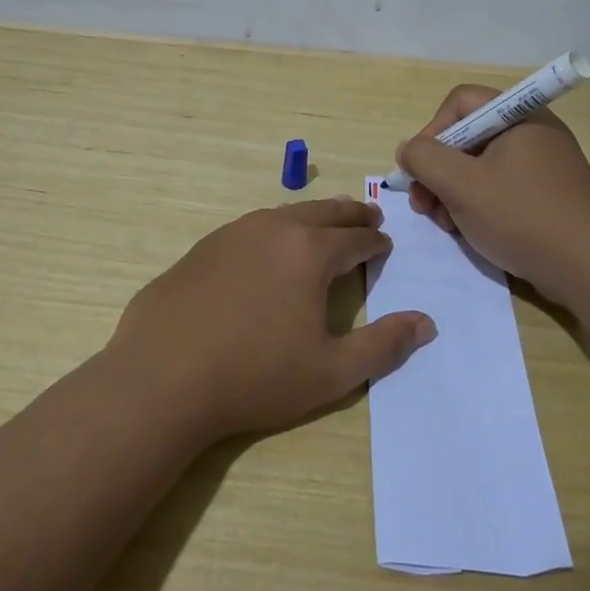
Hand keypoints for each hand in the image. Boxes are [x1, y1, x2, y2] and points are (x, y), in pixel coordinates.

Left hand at [110, 197, 436, 439]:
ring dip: (311, 217)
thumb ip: (383, 345)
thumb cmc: (255, 376)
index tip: (384, 245)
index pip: (356, 239)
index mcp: (310, 251)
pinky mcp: (201, 248)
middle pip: (323, 213)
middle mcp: (273, 229)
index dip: (375, 242)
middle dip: (350, 215)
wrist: (162, 377)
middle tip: (367, 216)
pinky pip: (250, 229)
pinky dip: (273, 230)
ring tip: (323, 224)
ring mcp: (232, 234)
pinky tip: (267, 249)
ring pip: (284, 214)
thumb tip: (426, 323)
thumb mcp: (331, 371)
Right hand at [397, 85, 589, 304]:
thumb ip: (424, 159)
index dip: (432, 131)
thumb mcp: (462, 185)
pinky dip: (477, 205)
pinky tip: (469, 232)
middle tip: (424, 205)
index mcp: (519, 117)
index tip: (420, 169)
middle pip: (467, 136)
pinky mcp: (546, 195)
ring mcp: (542, 166)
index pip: (460, 102)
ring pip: (479, 167)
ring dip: (452, 192)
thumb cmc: (523, 217)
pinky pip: (499, 188)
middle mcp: (532, 133)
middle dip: (437, 170)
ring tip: (445, 224)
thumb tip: (408, 149)